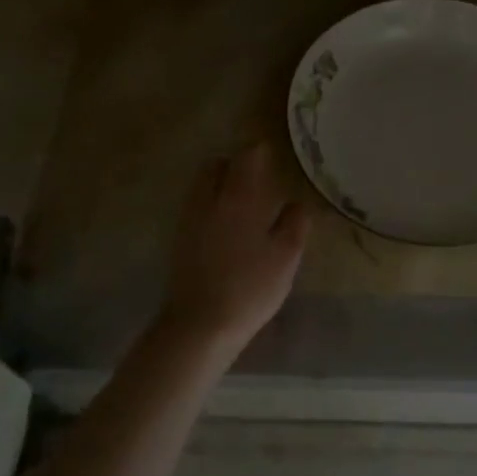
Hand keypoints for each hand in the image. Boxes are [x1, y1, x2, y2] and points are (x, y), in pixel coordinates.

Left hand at [156, 142, 309, 356]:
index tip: (271, 153)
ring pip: (202, 185)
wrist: (200, 324)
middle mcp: (209, 200)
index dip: (259, 151)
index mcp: (239, 198)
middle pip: (215, 165)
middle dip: (233, 163)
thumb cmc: (250, 286)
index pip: (247, 158)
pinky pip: (196, 206)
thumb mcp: (286, 256)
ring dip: (219, 182)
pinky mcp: (180, 240)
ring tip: (242, 198)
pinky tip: (226, 224)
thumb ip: (294, 223)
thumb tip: (297, 203)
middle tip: (254, 174)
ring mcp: (190, 220)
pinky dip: (210, 203)